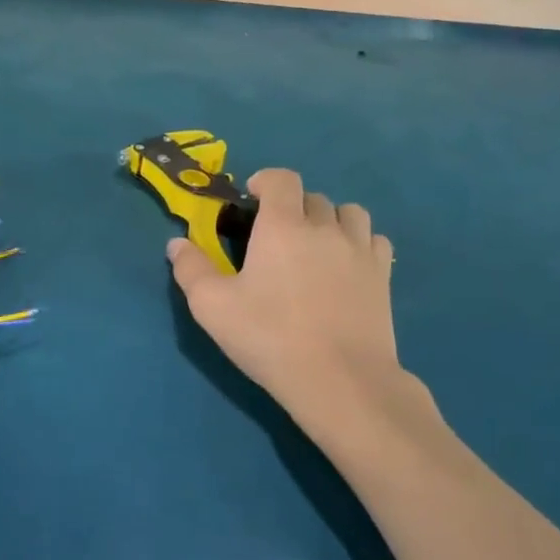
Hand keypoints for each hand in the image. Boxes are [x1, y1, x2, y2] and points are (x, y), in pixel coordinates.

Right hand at [169, 168, 438, 459]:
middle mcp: (325, 227)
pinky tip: (346, 266)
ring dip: (330, 220)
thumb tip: (176, 243)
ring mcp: (360, 250)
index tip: (253, 199)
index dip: (266, 181)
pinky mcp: (383, 276)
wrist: (342, 380)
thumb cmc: (271, 338)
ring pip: (349, 213)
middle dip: (292, 207)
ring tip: (316, 246)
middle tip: (276, 237)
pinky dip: (359, 243)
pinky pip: (375, 240)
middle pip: (312, 197)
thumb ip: (191, 270)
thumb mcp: (213, 308)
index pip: (282, 179)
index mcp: (283, 226)